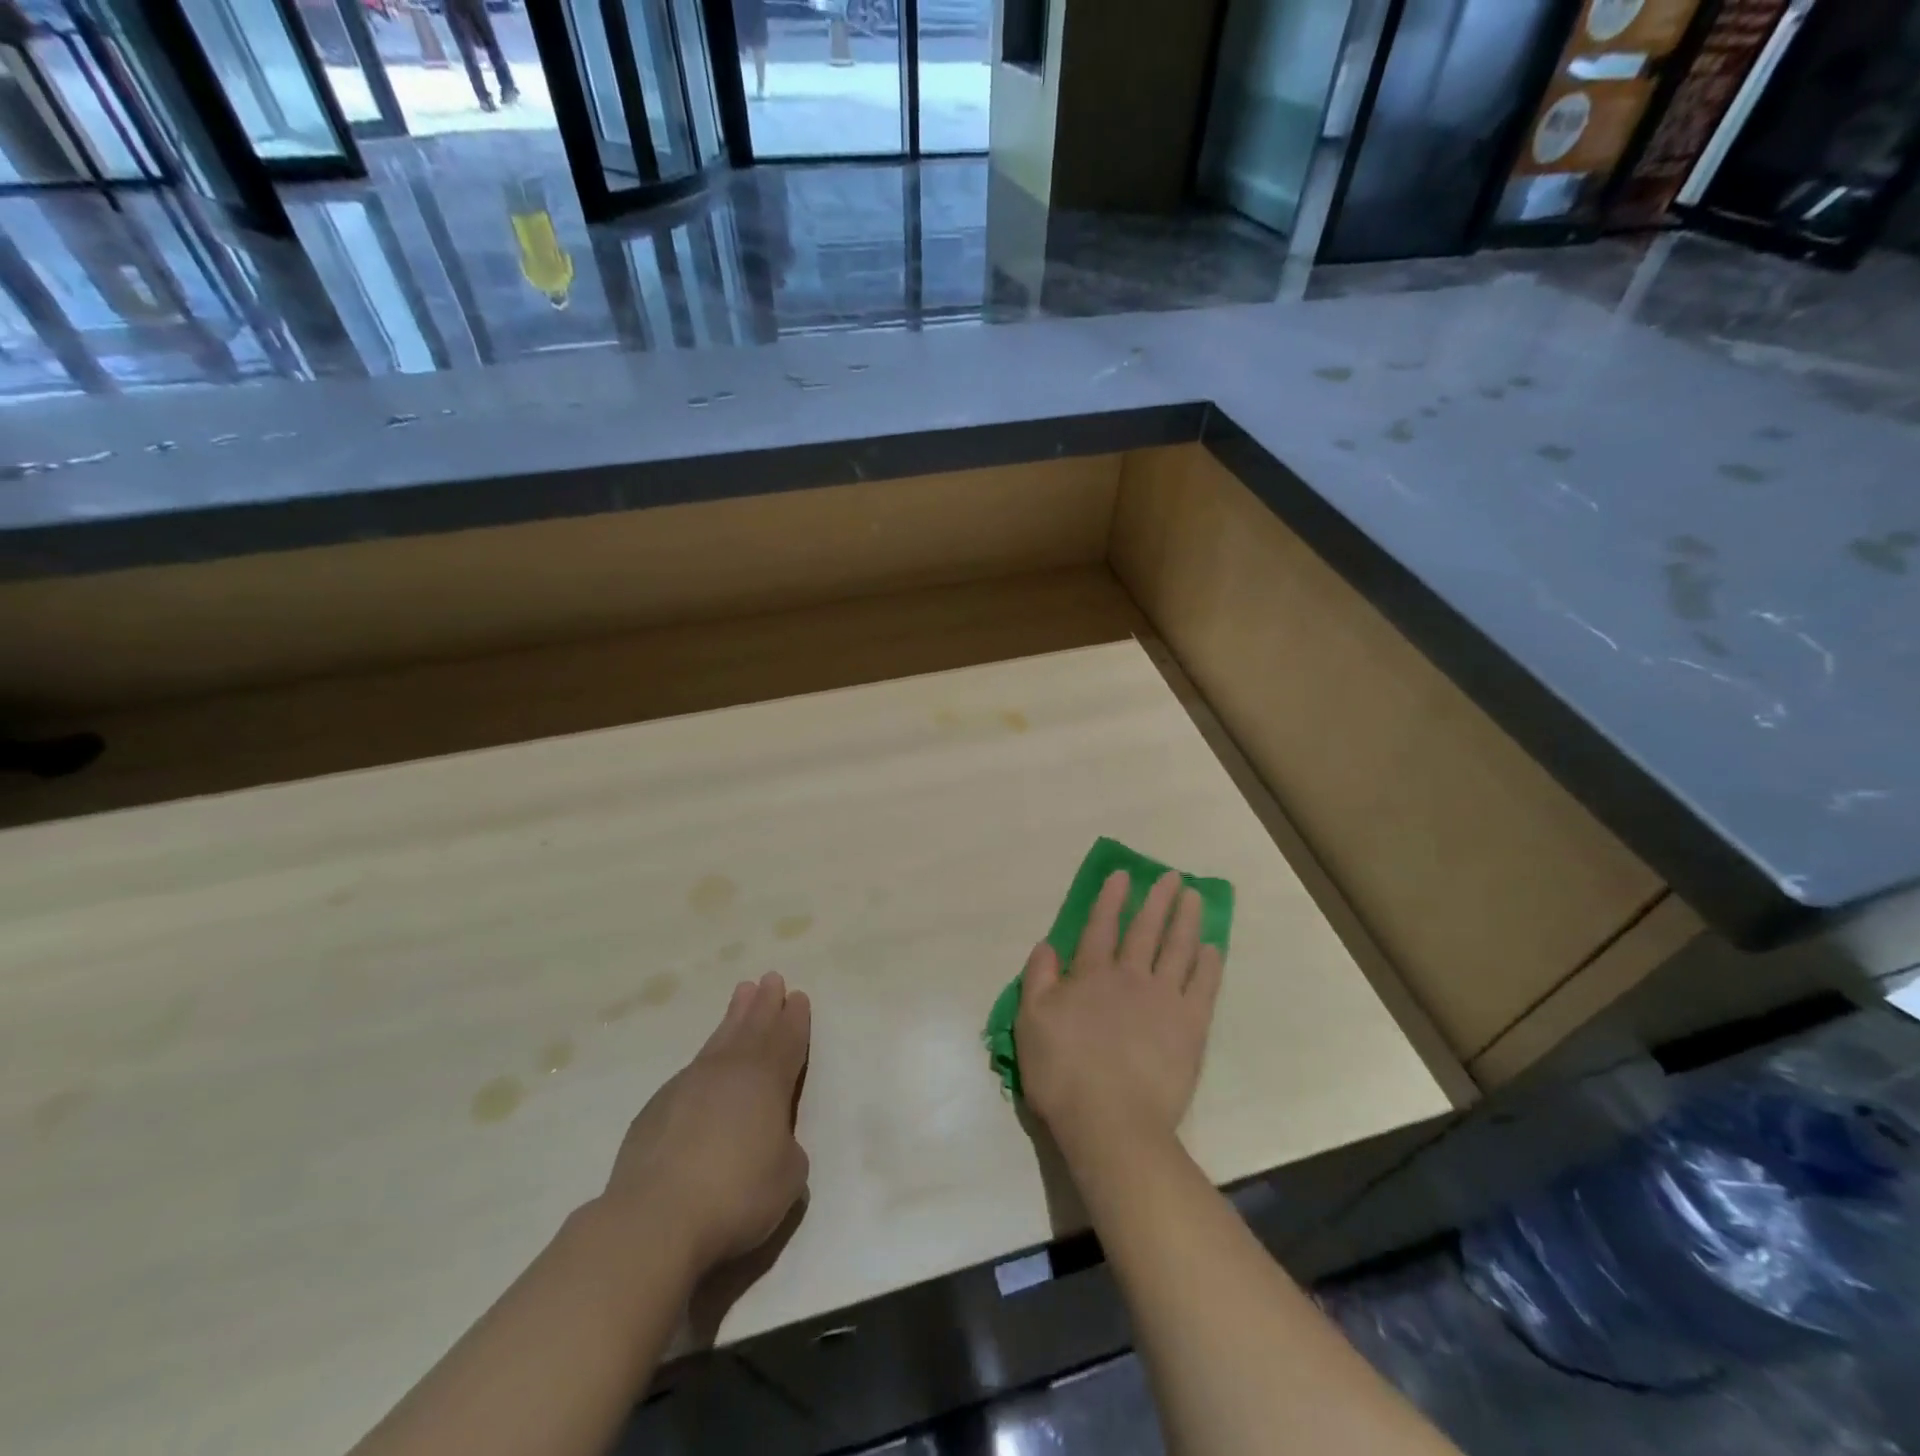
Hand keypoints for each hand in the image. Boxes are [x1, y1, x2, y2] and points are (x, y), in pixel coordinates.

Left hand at [599, 972, 810, 1278]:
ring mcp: (689, 1084)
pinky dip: (706, 1058)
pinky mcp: (657, 1107)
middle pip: (753, 1027)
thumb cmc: (736, 1194)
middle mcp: (730, 1070)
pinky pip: (691, 1070)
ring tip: (742, 993)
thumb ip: (787, 1148)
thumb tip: (772, 1142)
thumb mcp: (787, 1177)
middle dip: (765, 1003)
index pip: (787, 1040)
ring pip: (720, 1039)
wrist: (655, 1218)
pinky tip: (705, 1064)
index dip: (795, 1019)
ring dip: (734, 1015)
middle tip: (771, 978)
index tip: (798, 996)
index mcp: (768, 1080)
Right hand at [1016, 870, 1223, 1149]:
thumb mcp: (1030, 1023)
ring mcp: (1164, 999)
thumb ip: (1038, 979)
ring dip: (1186, 920)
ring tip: (1195, 898)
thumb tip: (1047, 945)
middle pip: (1145, 930)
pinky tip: (1213, 948)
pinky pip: (1203, 986)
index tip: (1124, 874)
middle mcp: (1129, 977)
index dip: (1111, 898)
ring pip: (1177, 949)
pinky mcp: (1190, 1026)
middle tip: (1172, 877)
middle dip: (1157, 900)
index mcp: (1090, 975)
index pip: (1101, 926)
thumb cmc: (1063, 1073)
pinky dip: (1208, 964)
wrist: (1111, 1122)